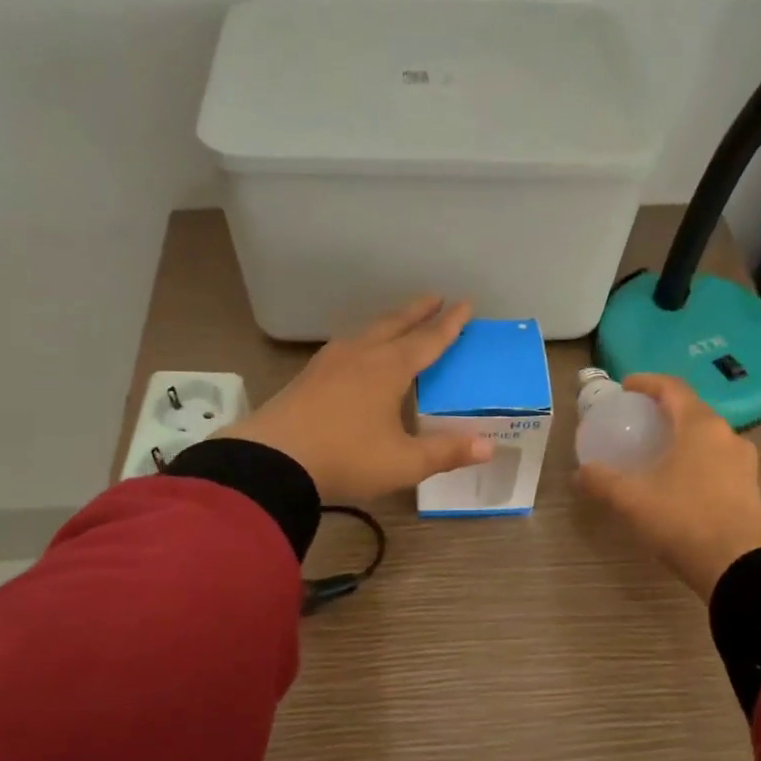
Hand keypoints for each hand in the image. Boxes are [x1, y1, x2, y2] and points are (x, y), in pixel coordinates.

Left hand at [221, 297, 491, 503]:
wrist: (271, 461)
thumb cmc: (346, 458)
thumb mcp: (403, 462)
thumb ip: (446, 453)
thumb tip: (489, 447)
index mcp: (389, 367)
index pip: (428, 339)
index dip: (450, 323)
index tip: (465, 304)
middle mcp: (362, 354)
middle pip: (395, 324)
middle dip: (418, 311)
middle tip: (436, 298)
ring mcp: (330, 362)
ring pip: (367, 331)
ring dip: (389, 322)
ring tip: (400, 321)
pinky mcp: (309, 375)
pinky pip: (347, 346)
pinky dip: (365, 339)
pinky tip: (358, 352)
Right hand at [575, 374, 760, 599]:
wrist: (739, 567)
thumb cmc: (683, 520)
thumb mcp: (632, 500)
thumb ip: (602, 481)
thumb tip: (578, 473)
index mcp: (700, 426)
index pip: (673, 388)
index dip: (647, 382)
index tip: (625, 387)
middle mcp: (727, 435)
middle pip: (692, 410)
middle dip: (663, 410)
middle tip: (637, 420)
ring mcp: (744, 462)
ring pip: (707, 437)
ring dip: (681, 436)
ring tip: (656, 451)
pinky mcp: (750, 487)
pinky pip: (718, 460)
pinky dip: (695, 459)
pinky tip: (678, 480)